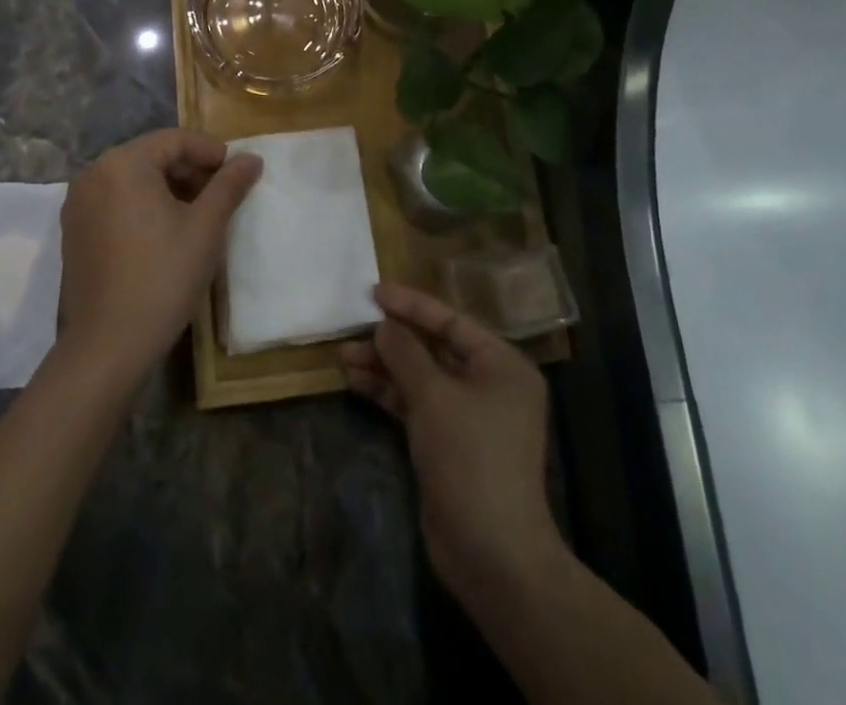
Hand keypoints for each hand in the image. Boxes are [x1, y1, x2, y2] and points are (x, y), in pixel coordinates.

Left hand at [56, 130, 262, 383]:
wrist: (108, 346)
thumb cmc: (162, 277)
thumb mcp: (205, 227)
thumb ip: (229, 185)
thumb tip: (252, 158)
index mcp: (123, 163)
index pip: (175, 140)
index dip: (211, 151)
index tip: (238, 173)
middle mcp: (93, 173)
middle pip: (152, 156)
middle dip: (190, 170)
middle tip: (222, 194)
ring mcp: (78, 203)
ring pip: (134, 180)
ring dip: (169, 188)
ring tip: (199, 214)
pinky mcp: (75, 231)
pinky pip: (116, 201)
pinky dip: (144, 206)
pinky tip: (166, 232)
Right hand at [340, 283, 559, 601]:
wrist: (492, 554)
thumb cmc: (470, 458)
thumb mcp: (434, 396)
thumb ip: (405, 353)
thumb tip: (384, 325)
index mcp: (502, 365)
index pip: (451, 321)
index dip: (412, 305)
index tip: (374, 292)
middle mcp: (490, 385)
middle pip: (434, 348)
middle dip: (392, 341)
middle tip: (351, 330)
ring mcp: (469, 416)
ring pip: (420, 377)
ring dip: (384, 367)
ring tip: (343, 357)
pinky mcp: (449, 444)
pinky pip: (416, 404)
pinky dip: (389, 394)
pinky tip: (356, 383)